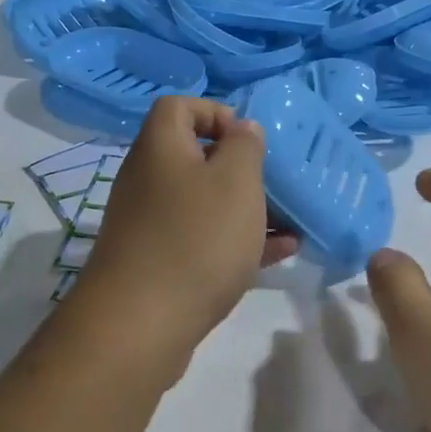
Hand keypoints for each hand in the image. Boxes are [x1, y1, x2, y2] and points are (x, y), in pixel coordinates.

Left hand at [59, 97, 298, 380]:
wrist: (140, 325)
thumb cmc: (196, 239)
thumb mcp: (236, 182)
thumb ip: (245, 146)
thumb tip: (241, 128)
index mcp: (160, 148)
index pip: (179, 106)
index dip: (215, 112)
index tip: (248, 139)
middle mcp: (148, 180)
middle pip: (195, 157)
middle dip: (240, 168)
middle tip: (274, 183)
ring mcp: (150, 225)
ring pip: (204, 203)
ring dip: (246, 208)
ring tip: (290, 221)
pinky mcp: (158, 263)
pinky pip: (202, 239)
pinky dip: (236, 240)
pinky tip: (281, 253)